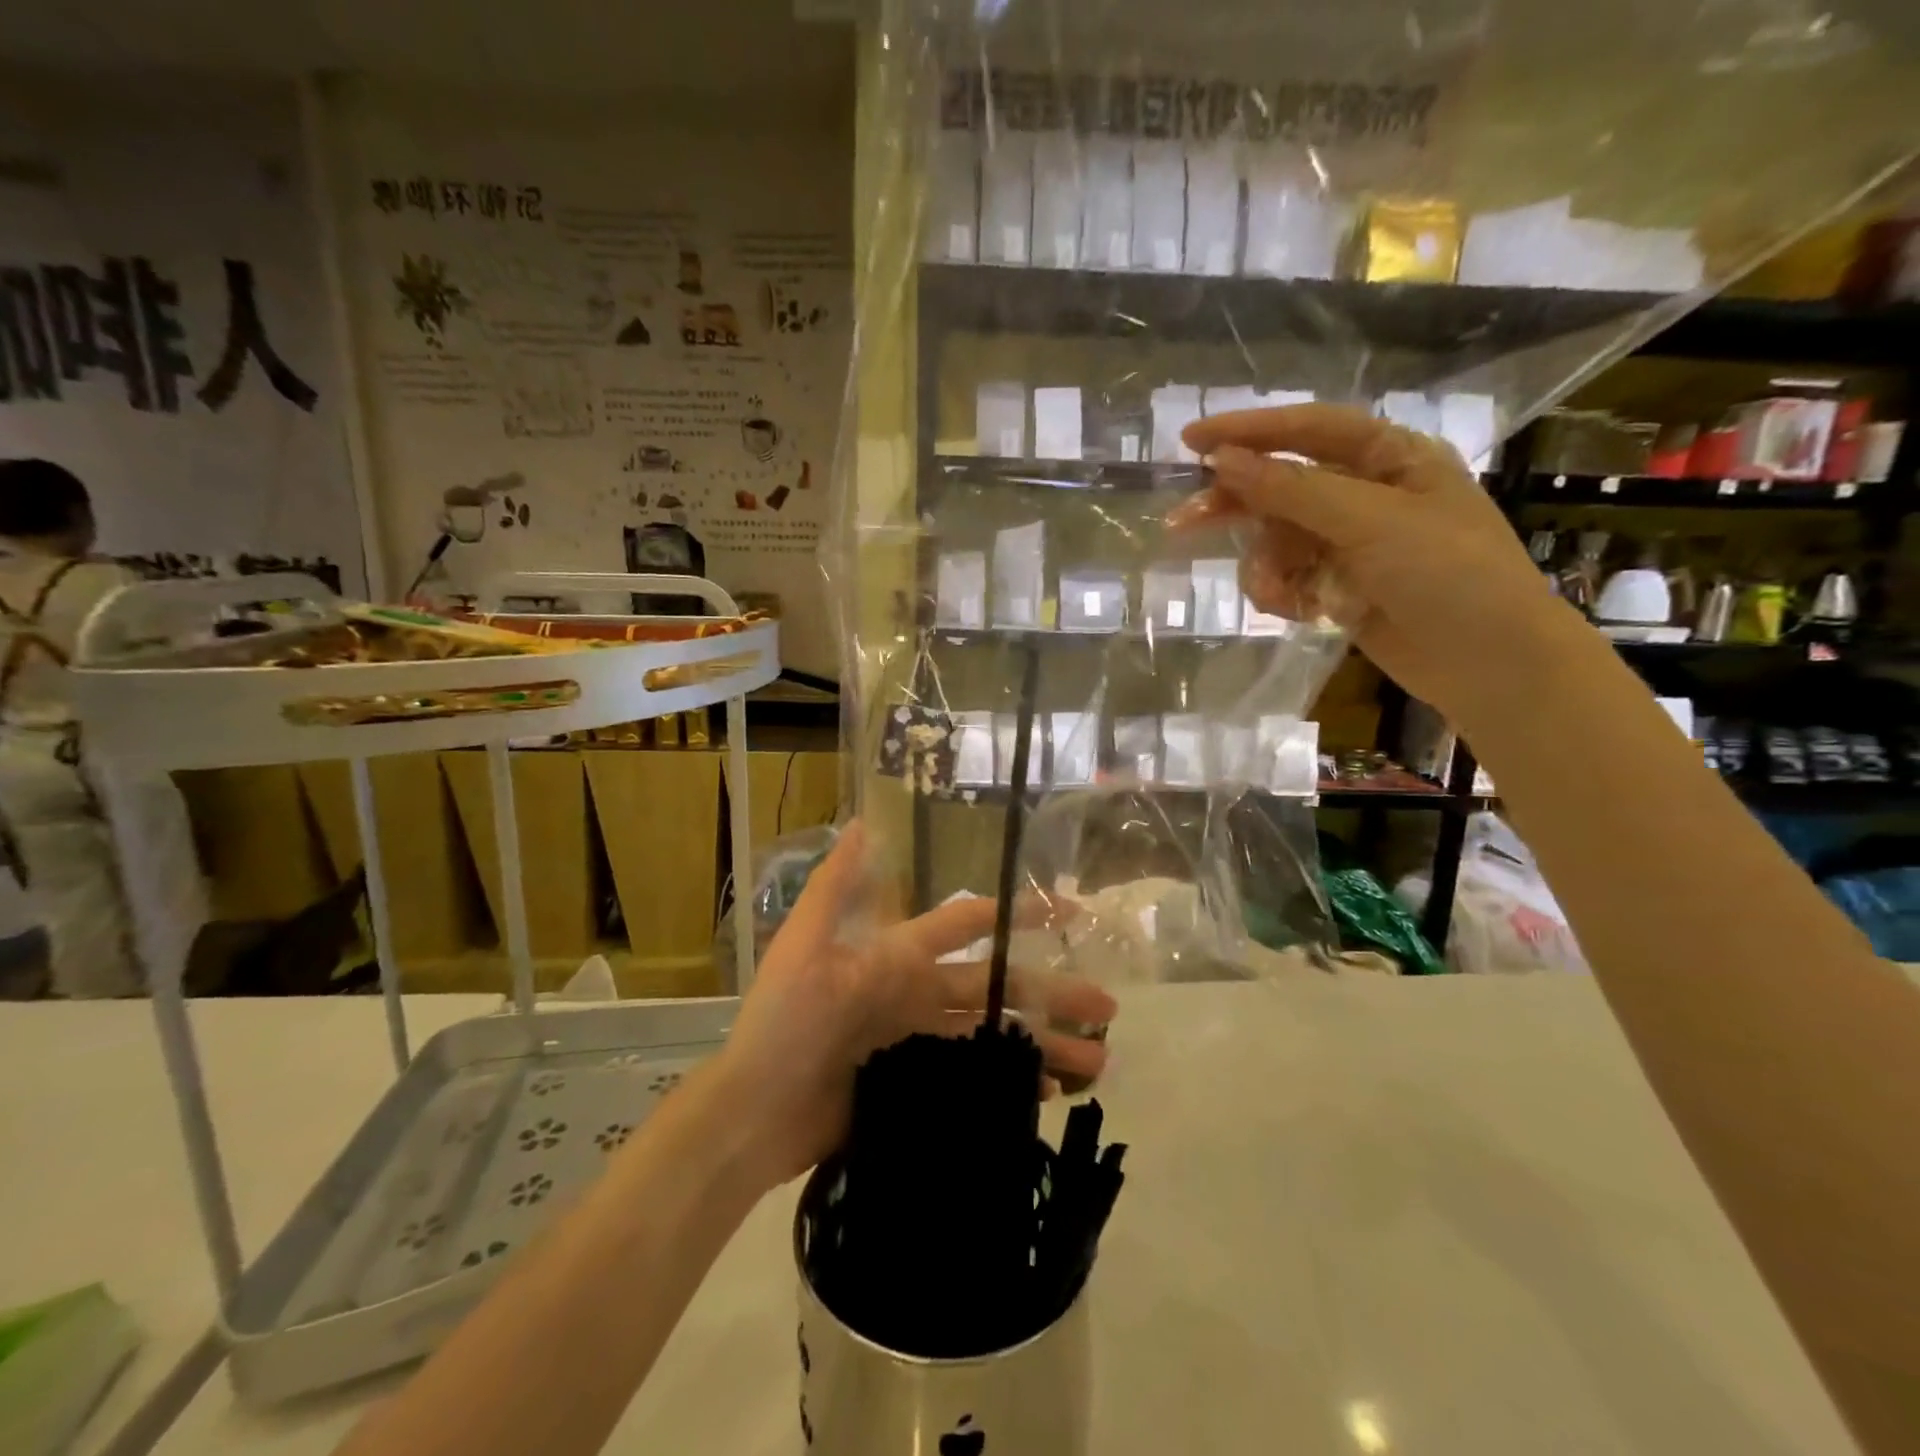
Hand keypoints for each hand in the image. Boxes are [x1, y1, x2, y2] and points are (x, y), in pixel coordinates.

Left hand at [708, 823, 1117, 1189]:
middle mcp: (918, 992)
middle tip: (1109, 1007)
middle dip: (1053, 993)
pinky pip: (976, 1079)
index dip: (1016, 912)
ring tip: (1099, 1063)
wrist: (754, 1113)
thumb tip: (861, 820)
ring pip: (996, 1035)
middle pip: (999, 987)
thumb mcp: (805, 944)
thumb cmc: (784, 1021)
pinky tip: (1051, 1095)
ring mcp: (921, 1041)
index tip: (1069, 909)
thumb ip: (838, 885)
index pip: (969, 924)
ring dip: (1046, 1044)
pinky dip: (1014, 1083)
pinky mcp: (920, 1087)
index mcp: (900, 956)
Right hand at [1172, 403, 1580, 726]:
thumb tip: (1222, 462)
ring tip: (1275, 595)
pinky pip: (1287, 577)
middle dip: (1237, 506)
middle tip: (1182, 524)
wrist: (1490, 664)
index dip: (1248, 430)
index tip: (1191, 441)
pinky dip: (1281, 593)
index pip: (1307, 429)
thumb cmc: (1449, 574)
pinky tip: (1297, 612)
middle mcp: (1365, 493)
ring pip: (1276, 540)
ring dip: (1265, 566)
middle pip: (1281, 485)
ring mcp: (1350, 543)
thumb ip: (1292, 490)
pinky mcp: (1338, 585)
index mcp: (1388, 457)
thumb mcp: (1371, 522)